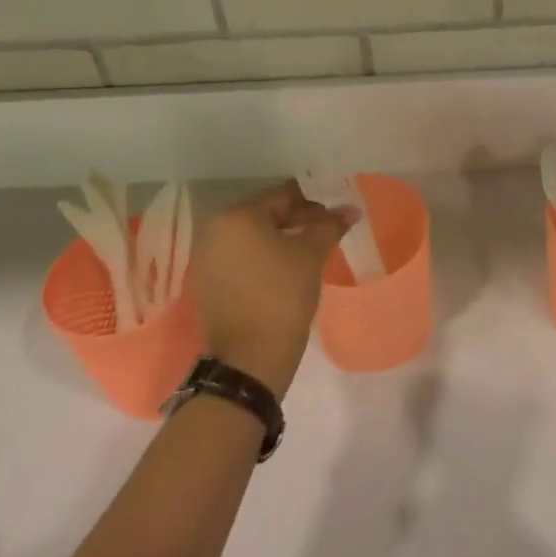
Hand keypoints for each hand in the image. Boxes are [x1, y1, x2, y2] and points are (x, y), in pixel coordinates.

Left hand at [189, 181, 353, 396]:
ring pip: (250, 238)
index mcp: (237, 216)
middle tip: (322, 236)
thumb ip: (329, 226)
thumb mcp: (311, 256)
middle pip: (263, 214)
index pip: (282, 196)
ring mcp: (205, 258)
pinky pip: (238, 258)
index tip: (333, 220)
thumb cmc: (283, 296)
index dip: (312, 205)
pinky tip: (281, 274)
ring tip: (304, 255)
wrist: (250, 359)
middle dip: (294, 221)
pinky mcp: (205, 283)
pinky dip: (260, 259)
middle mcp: (214, 230)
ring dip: (277, 240)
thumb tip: (350, 209)